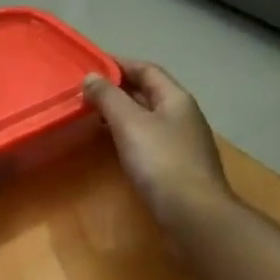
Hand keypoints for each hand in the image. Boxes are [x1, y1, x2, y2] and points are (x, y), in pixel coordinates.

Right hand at [83, 59, 231, 232]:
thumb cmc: (161, 162)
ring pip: (147, 117)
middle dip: (117, 89)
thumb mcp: (129, 123)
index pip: (146, 69)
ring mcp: (182, 142)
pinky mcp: (176, 166)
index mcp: (176, 98)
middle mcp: (182, 115)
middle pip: (148, 92)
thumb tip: (91, 76)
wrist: (194, 215)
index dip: (118, 64)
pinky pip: (148, 140)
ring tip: (92, 115)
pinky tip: (112, 144)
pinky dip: (128, 135)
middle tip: (85, 91)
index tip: (89, 65)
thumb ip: (109, 97)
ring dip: (121, 113)